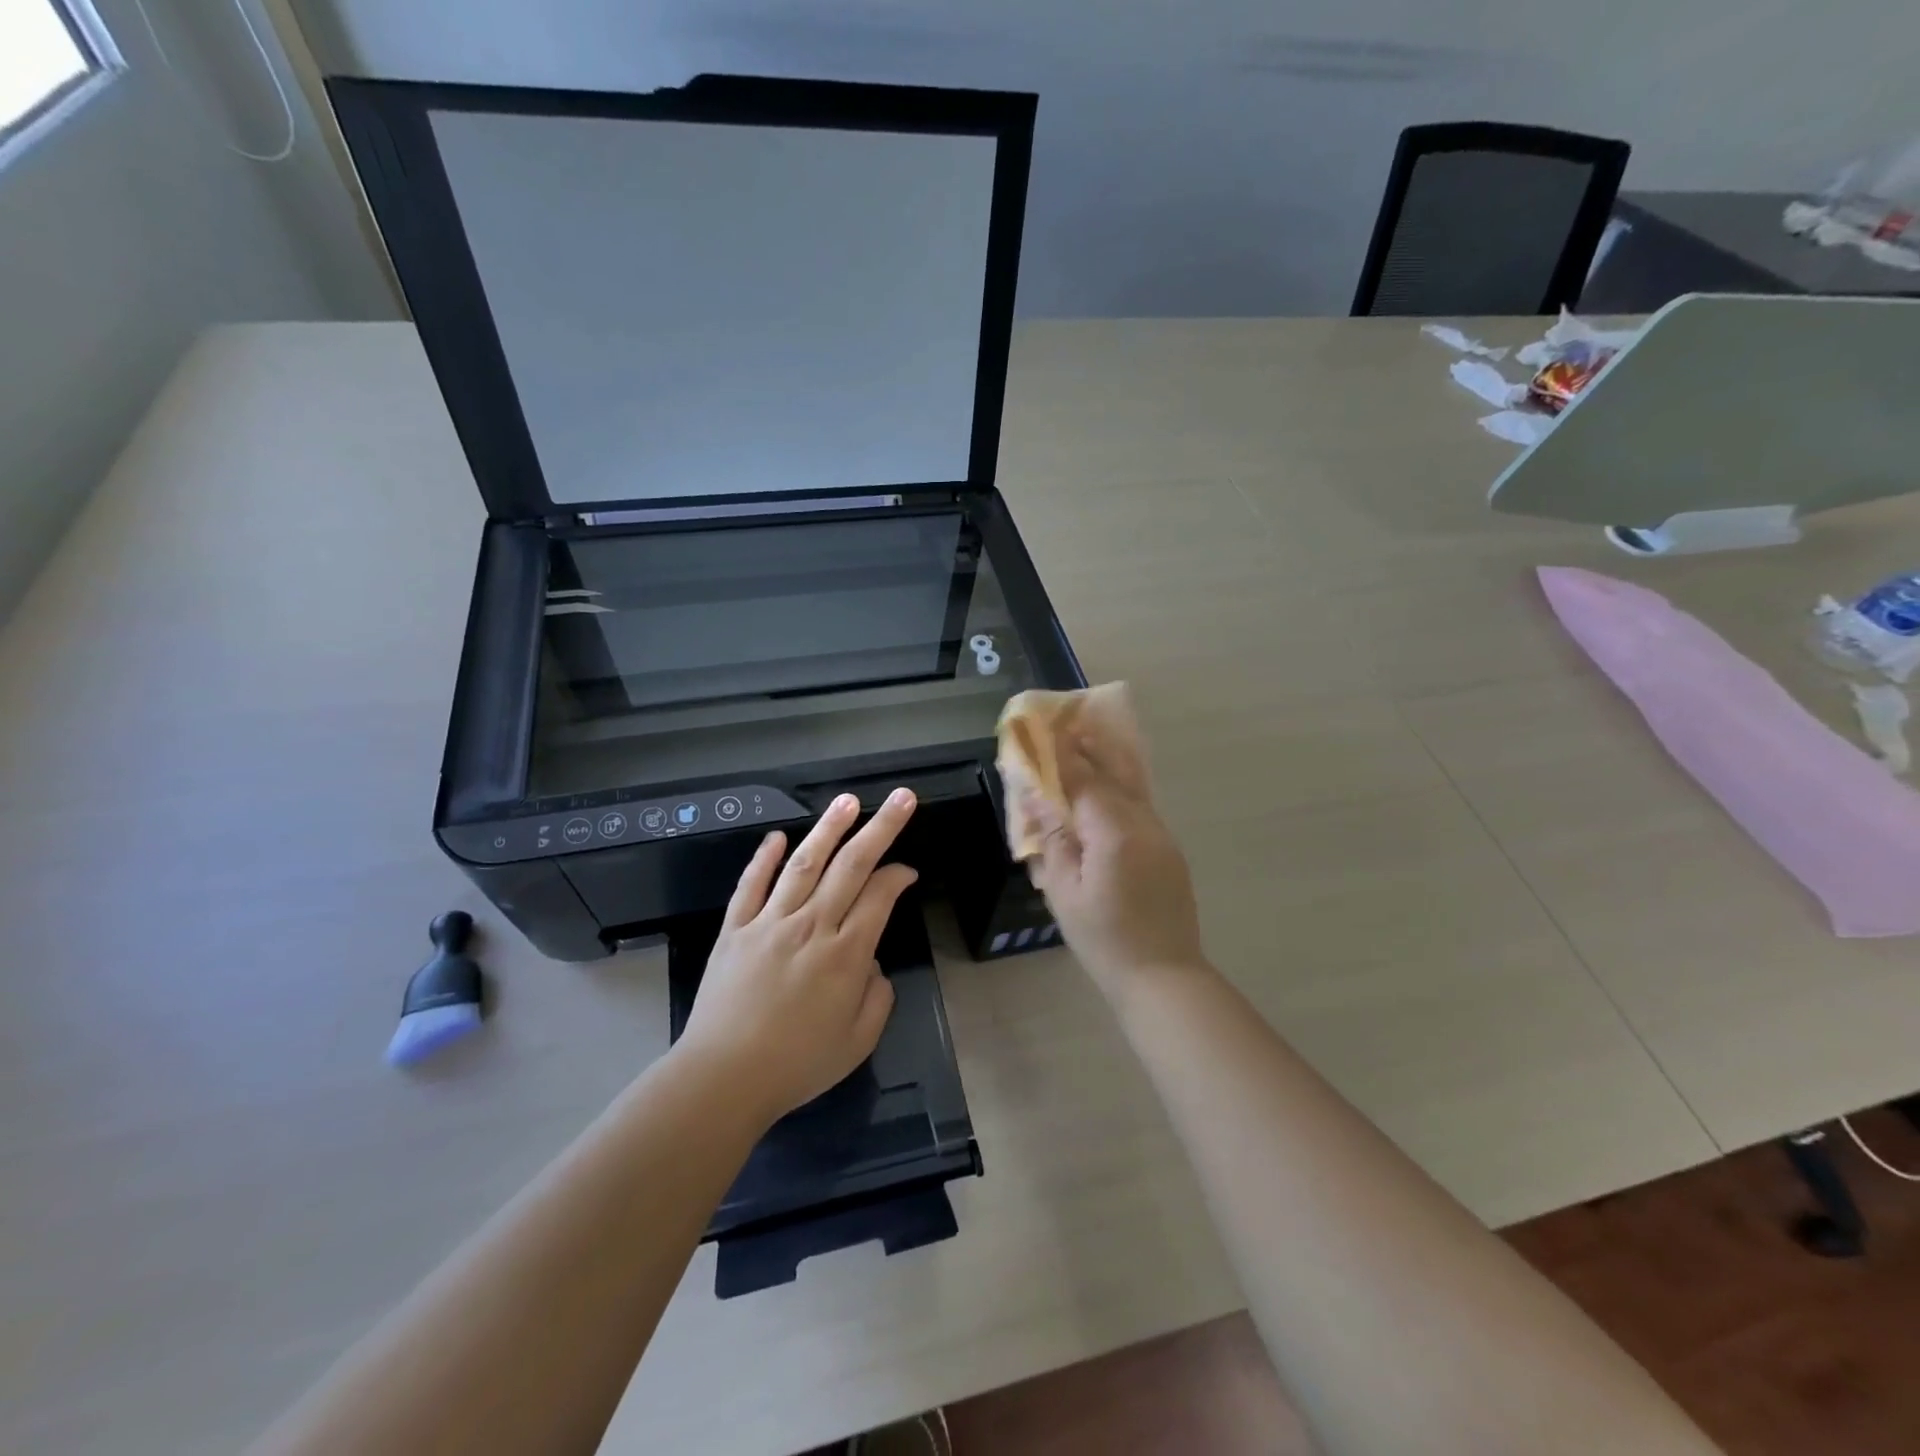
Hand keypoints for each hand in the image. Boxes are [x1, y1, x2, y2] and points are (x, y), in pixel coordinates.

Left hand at [678, 789, 918, 1123]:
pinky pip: (752, 885)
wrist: (723, 1078)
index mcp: (845, 955)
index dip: (898, 876)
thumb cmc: (797, 1065)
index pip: (879, 897)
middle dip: (881, 828)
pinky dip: (765, 858)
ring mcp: (770, 923)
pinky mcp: (735, 929)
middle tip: (901, 797)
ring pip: (804, 864)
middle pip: (851, 866)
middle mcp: (811, 926)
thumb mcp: (857, 1042)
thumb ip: (877, 997)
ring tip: (847, 801)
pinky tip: (778, 836)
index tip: (908, 871)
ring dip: (828, 829)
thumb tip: (871, 964)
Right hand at [1028, 736, 1204, 989]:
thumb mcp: (1065, 891)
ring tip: (1088, 744)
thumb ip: (1053, 839)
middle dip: (1090, 750)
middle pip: (1114, 775)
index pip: (1084, 781)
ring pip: (1133, 788)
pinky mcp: (1169, 850)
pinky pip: (1141, 807)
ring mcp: (1162, 836)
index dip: (1062, 756)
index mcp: (1115, 833)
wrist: (1162, 975)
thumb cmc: (1103, 938)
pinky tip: (1107, 790)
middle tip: (1068, 726)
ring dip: (1109, 765)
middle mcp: (1144, 824)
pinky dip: (1121, 790)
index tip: (1045, 732)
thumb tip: (1037, 797)